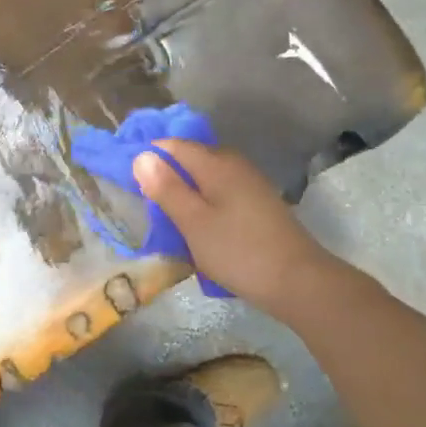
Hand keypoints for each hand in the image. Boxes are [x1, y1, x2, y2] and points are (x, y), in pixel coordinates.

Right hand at [132, 139, 345, 314]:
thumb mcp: (193, 222)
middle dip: (167, 173)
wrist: (298, 281)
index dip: (149, 155)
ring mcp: (250, 183)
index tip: (127, 177)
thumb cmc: (238, 251)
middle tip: (144, 200)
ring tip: (167, 216)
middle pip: (191, 158)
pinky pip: (221, 192)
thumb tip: (142, 155)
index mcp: (216, 163)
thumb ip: (167, 188)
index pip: (173, 144)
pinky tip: (199, 225)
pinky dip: (205, 202)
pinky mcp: (259, 204)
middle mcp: (234, 164)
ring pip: (207, 177)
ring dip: (186, 191)